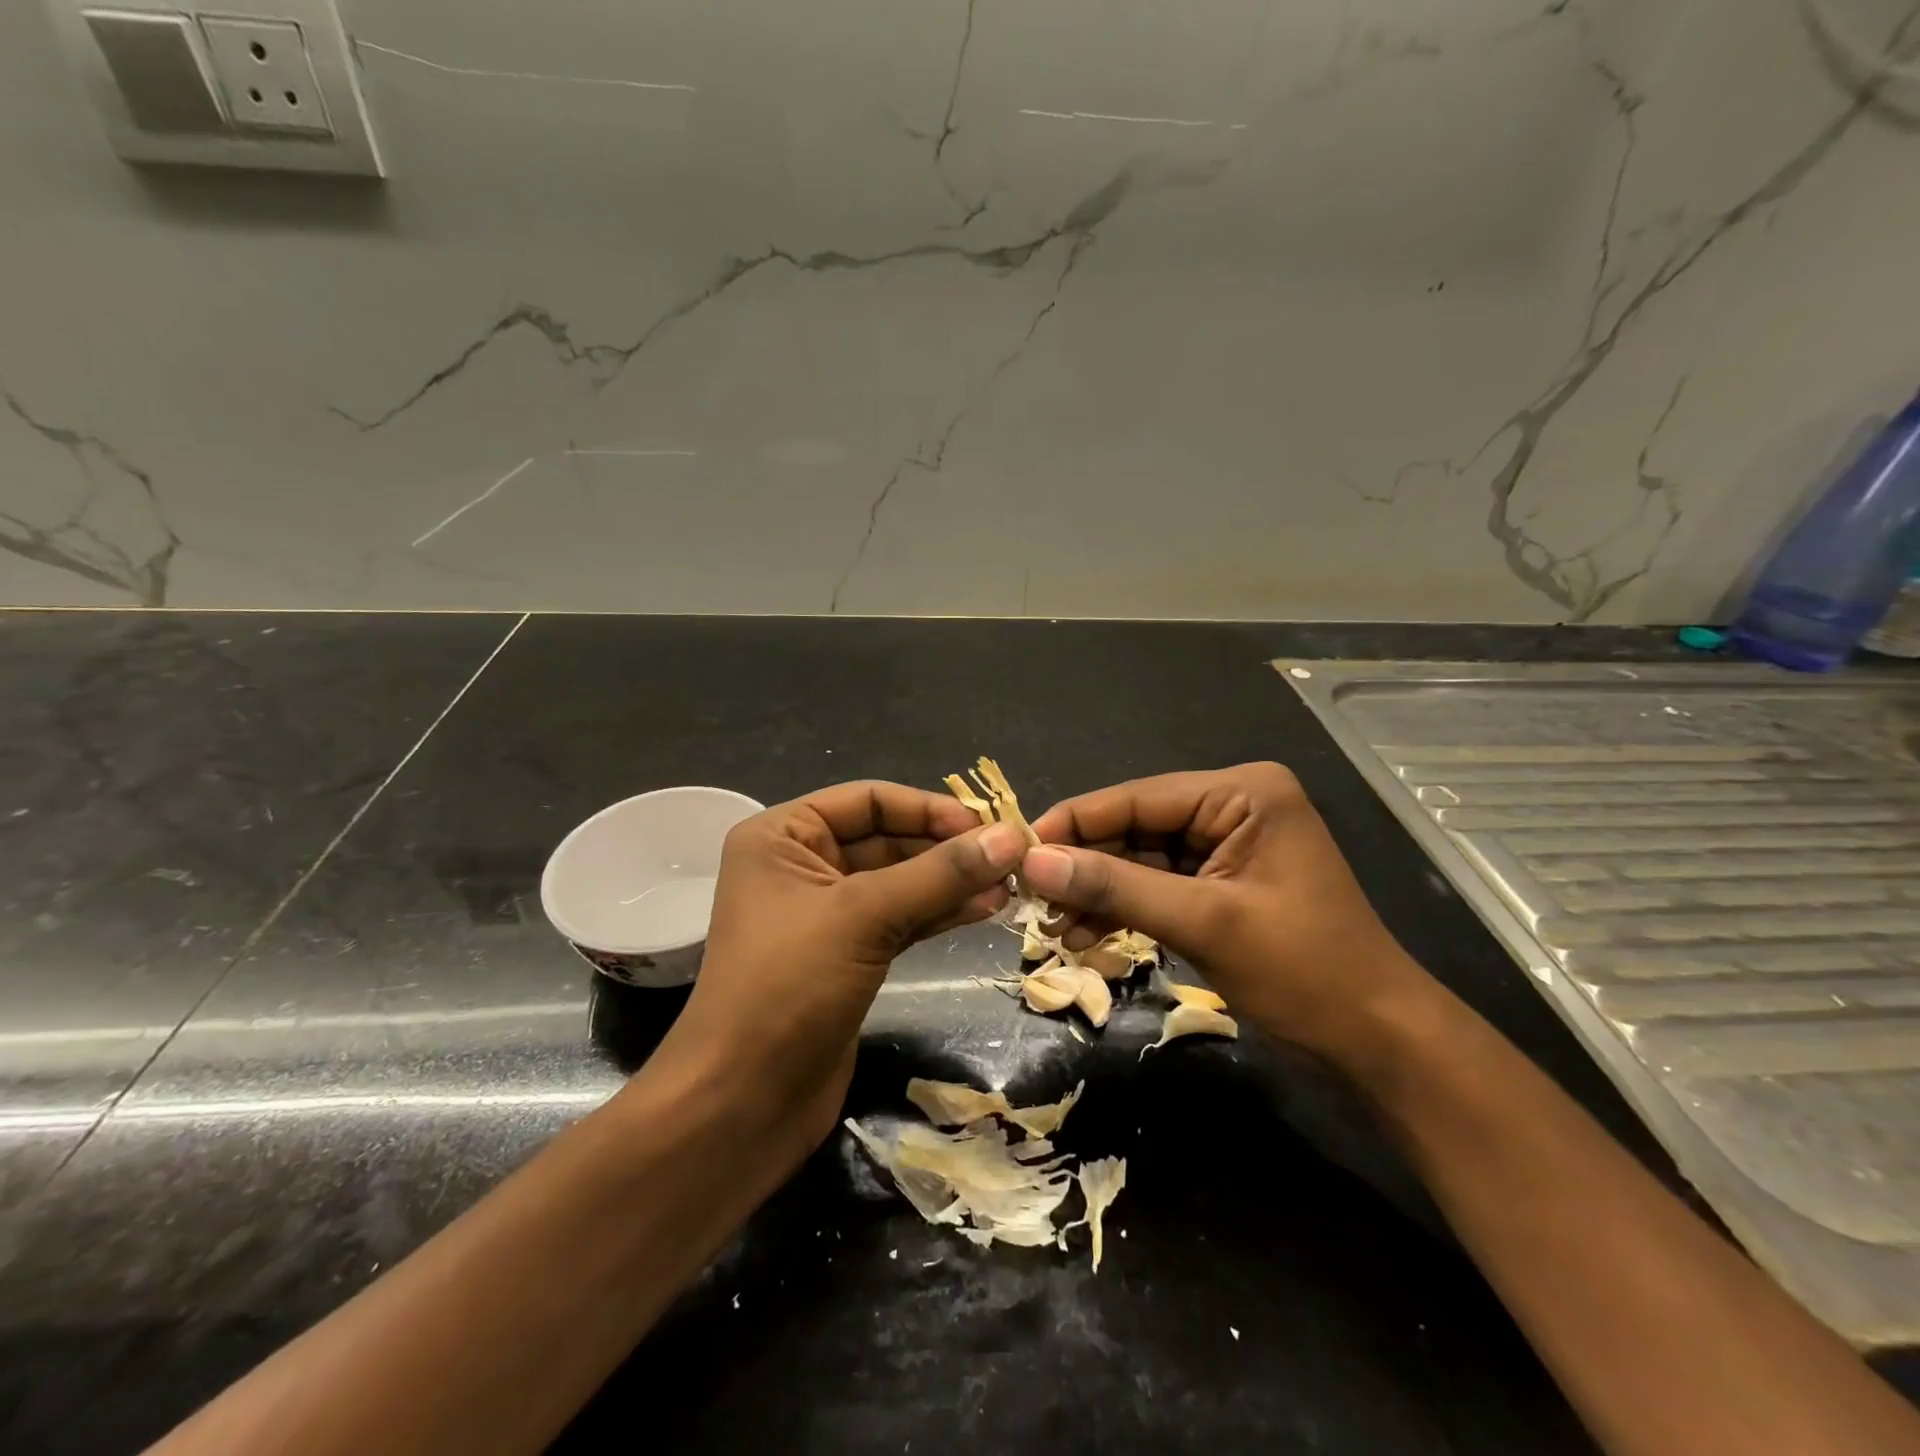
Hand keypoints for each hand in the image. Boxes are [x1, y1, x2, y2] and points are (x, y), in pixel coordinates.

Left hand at [648, 782, 1025, 1164]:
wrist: (743, 1103)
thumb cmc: (788, 988)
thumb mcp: (863, 916)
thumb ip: (939, 874)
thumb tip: (1011, 837)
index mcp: (784, 835)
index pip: (868, 800)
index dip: (929, 808)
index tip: (987, 826)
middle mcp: (802, 864)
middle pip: (887, 838)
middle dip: (946, 847)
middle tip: (1010, 858)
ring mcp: (826, 913)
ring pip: (900, 880)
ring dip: (951, 881)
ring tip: (1008, 885)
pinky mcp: (848, 954)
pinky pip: (901, 917)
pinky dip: (940, 912)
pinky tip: (984, 909)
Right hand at [1024, 763, 1436, 1058]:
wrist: (1376, 1041)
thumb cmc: (1302, 970)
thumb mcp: (1202, 921)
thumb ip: (1116, 886)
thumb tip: (1035, 862)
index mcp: (1242, 792)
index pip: (1138, 797)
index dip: (1075, 821)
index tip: (1017, 847)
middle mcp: (1233, 806)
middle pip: (1135, 826)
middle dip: (1085, 864)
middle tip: (1029, 895)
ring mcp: (1226, 845)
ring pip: (1140, 858)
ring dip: (1098, 891)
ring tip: (1052, 926)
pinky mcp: (1220, 882)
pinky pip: (1157, 884)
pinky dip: (1123, 908)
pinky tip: (1086, 936)